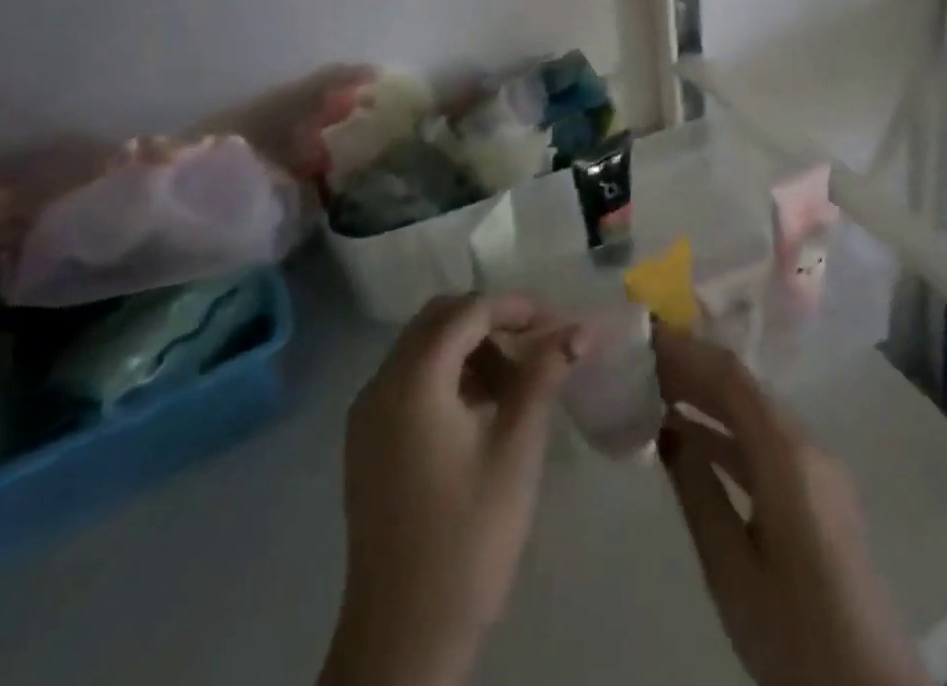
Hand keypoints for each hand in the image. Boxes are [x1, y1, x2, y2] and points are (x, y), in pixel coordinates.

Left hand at [326, 294, 583, 685]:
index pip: (468, 311)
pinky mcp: (368, 443)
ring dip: (472, 346)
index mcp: (413, 380)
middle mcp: (381, 384)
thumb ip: (544, 376)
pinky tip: (485, 406)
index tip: (560, 321)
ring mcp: (368, 415)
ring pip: (424, 348)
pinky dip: (450, 374)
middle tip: (539, 341)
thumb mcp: (516, 449)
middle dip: (492, 320)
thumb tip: (579, 330)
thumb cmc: (468, 537)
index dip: (517, 307)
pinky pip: (412, 380)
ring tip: (519, 378)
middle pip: (440, 319)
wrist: (402, 639)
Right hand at [654, 326, 928, 685]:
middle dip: (692, 368)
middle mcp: (807, 443)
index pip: (731, 378)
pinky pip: (765, 438)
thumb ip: (698, 492)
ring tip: (654, 391)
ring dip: (707, 397)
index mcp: (788, 454)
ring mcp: (817, 463)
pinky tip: (690, 436)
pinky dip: (726, 429)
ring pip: (754, 410)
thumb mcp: (731, 569)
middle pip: (744, 387)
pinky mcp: (817, 486)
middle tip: (641, 361)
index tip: (645, 336)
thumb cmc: (794, 633)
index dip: (686, 351)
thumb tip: (667, 430)